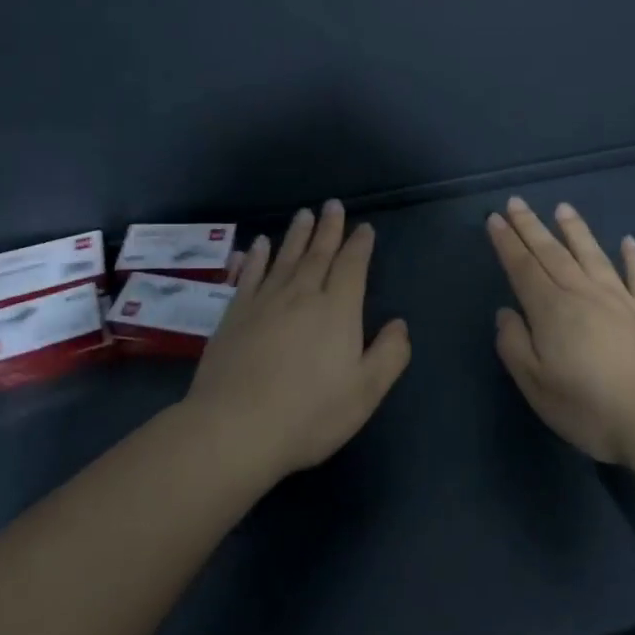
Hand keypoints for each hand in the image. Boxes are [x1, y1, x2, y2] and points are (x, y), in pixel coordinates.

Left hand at [188, 201, 410, 477]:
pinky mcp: (234, 315)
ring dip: (296, 234)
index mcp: (337, 310)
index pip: (352, 266)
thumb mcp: (365, 392)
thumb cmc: (308, 413)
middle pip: (318, 254)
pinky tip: (258, 245)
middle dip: (329, 228)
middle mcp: (302, 295)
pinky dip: (256, 257)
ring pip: (285, 258)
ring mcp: (264, 302)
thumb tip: (400, 324)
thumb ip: (389, 354)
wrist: (234, 429)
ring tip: (304, 214)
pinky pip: (249, 276)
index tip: (364, 228)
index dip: (359, 245)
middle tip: (333, 204)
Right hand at [487, 197, 634, 465]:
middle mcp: (584, 293)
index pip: (523, 267)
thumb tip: (506, 313)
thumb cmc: (591, 408)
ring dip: (576, 230)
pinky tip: (629, 241)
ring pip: (593, 255)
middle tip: (517, 202)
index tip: (495, 219)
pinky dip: (633, 257)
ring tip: (563, 208)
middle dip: (531, 226)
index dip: (507, 242)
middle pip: (553, 253)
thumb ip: (515, 346)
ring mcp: (622, 299)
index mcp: (552, 310)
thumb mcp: (537, 386)